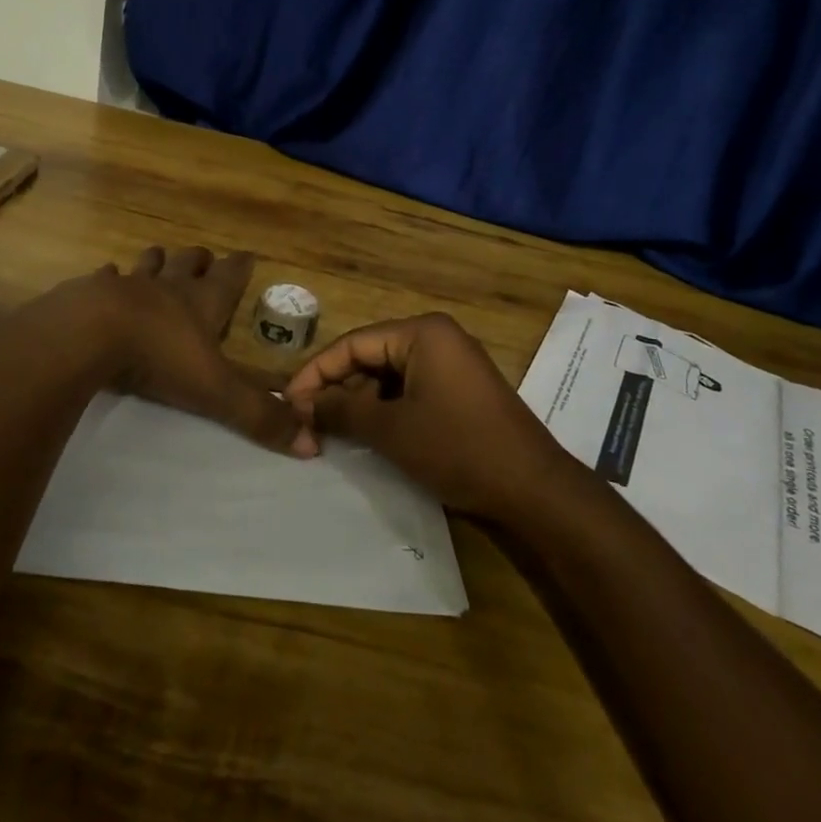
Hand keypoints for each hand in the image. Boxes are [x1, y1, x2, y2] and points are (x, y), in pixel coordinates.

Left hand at [88, 246, 316, 457]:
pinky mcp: (91, 292)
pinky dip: (108, 276)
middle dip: (199, 260)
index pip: (229, 277)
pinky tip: (106, 275)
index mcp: (202, 303)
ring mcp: (128, 285)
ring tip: (160, 257)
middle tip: (205, 258)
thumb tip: (312, 445)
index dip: (241, 266)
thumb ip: (258, 416)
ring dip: (157, 261)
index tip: (248, 254)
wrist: (89, 333)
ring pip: (148, 263)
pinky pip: (104, 277)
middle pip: (188, 263)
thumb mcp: (215, 391)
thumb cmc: (159, 357)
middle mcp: (168, 287)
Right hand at [283, 313, 567, 518]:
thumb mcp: (392, 430)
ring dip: (361, 403)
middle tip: (308, 423)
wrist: (533, 489)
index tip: (287, 402)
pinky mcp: (460, 390)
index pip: (353, 343)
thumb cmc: (458, 448)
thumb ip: (342, 411)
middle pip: (371, 356)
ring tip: (333, 434)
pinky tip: (369, 436)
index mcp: (422, 333)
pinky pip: (411, 390)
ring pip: (389, 376)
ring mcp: (452, 364)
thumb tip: (302, 404)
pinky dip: (387, 410)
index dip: (316, 373)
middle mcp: (437, 338)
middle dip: (339, 390)